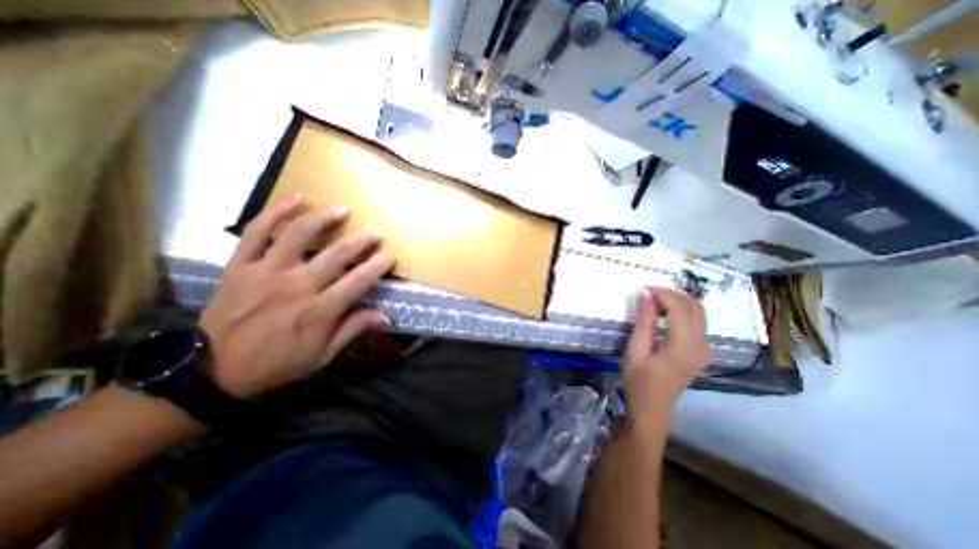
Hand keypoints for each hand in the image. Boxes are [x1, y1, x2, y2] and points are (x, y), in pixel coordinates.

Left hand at [196, 195, 393, 397]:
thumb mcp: (323, 355)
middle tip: (376, 232)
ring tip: (343, 209)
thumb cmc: (278, 361)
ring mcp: (267, 271)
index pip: (358, 280)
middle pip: (337, 254)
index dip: (377, 265)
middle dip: (362, 240)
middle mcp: (297, 285)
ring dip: (325, 218)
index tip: (389, 255)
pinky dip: (277, 212)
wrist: (215, 368)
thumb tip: (386, 317)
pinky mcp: (241, 264)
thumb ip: (354, 330)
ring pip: (300, 235)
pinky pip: (257, 231)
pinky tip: (297, 198)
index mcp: (320, 310)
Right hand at [628, 291, 711, 421]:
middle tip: (647, 294)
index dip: (663, 293)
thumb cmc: (639, 380)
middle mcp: (702, 345)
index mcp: (684, 347)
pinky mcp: (702, 350)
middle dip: (671, 294)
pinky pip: (697, 321)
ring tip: (653, 302)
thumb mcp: (635, 350)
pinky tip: (663, 314)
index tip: (643, 289)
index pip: (681, 308)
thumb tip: (645, 294)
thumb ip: (644, 321)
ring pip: (698, 312)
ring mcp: (705, 348)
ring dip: (677, 301)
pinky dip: (681, 311)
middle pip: (694, 307)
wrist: (652, 408)